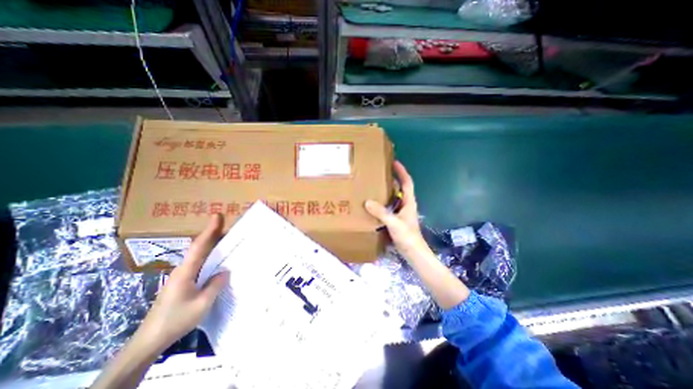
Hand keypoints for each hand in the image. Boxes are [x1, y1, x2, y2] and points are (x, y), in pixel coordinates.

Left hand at [137, 214, 227, 350]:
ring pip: (200, 256)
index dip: (209, 230)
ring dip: (213, 246)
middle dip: (213, 235)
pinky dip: (210, 258)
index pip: (200, 246)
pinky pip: (200, 265)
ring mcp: (182, 277)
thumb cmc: (176, 320)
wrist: (149, 341)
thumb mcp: (202, 304)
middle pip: (200, 247)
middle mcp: (183, 270)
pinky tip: (219, 261)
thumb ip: (215, 285)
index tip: (217, 216)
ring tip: (228, 240)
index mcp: (186, 272)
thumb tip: (225, 271)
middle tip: (230, 226)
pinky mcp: (183, 283)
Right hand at [364, 160, 470, 306]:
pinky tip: (374, 204)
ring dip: (387, 191)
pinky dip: (383, 202)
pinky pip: (389, 207)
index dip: (402, 171)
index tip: (394, 162)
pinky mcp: (397, 220)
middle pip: (400, 188)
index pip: (407, 182)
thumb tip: (367, 202)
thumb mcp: (394, 223)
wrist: (414, 253)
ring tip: (375, 186)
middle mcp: (406, 205)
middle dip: (393, 179)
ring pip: (394, 197)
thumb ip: (381, 212)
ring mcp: (402, 212)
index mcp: (409, 202)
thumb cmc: (408, 237)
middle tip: (380, 173)